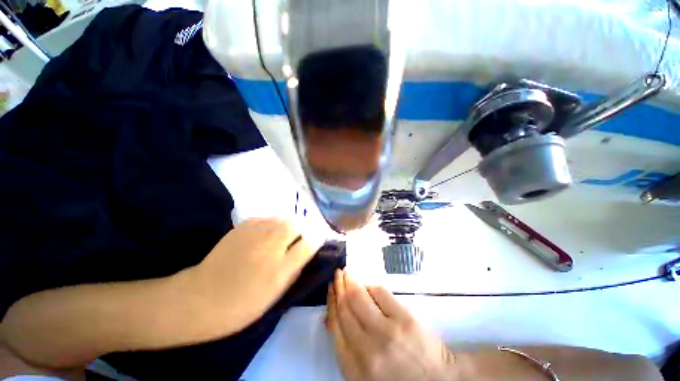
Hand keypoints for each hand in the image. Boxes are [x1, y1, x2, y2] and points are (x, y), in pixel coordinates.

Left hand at [185, 218, 319, 333]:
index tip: (316, 241)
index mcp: (281, 268)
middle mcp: (271, 246)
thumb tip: (307, 251)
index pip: (310, 242)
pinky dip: (273, 222)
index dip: (317, 239)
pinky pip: (268, 218)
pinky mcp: (243, 226)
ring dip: (290, 224)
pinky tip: (268, 232)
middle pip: (298, 224)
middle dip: (304, 229)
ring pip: (284, 218)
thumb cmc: (242, 305)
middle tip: (300, 237)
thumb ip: (296, 269)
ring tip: (286, 234)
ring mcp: (256, 233)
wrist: (201, 298)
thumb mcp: (276, 294)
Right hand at [327, 270, 458, 380]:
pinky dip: (371, 285)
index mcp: (354, 367)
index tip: (331, 289)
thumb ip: (348, 347)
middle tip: (338, 274)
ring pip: (359, 296)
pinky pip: (380, 292)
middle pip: (345, 307)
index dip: (332, 302)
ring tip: (348, 273)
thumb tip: (335, 315)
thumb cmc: (398, 377)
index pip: (336, 326)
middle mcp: (367, 349)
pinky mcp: (404, 319)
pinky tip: (368, 284)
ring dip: (351, 280)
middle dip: (339, 287)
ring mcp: (387, 332)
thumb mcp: (364, 372)